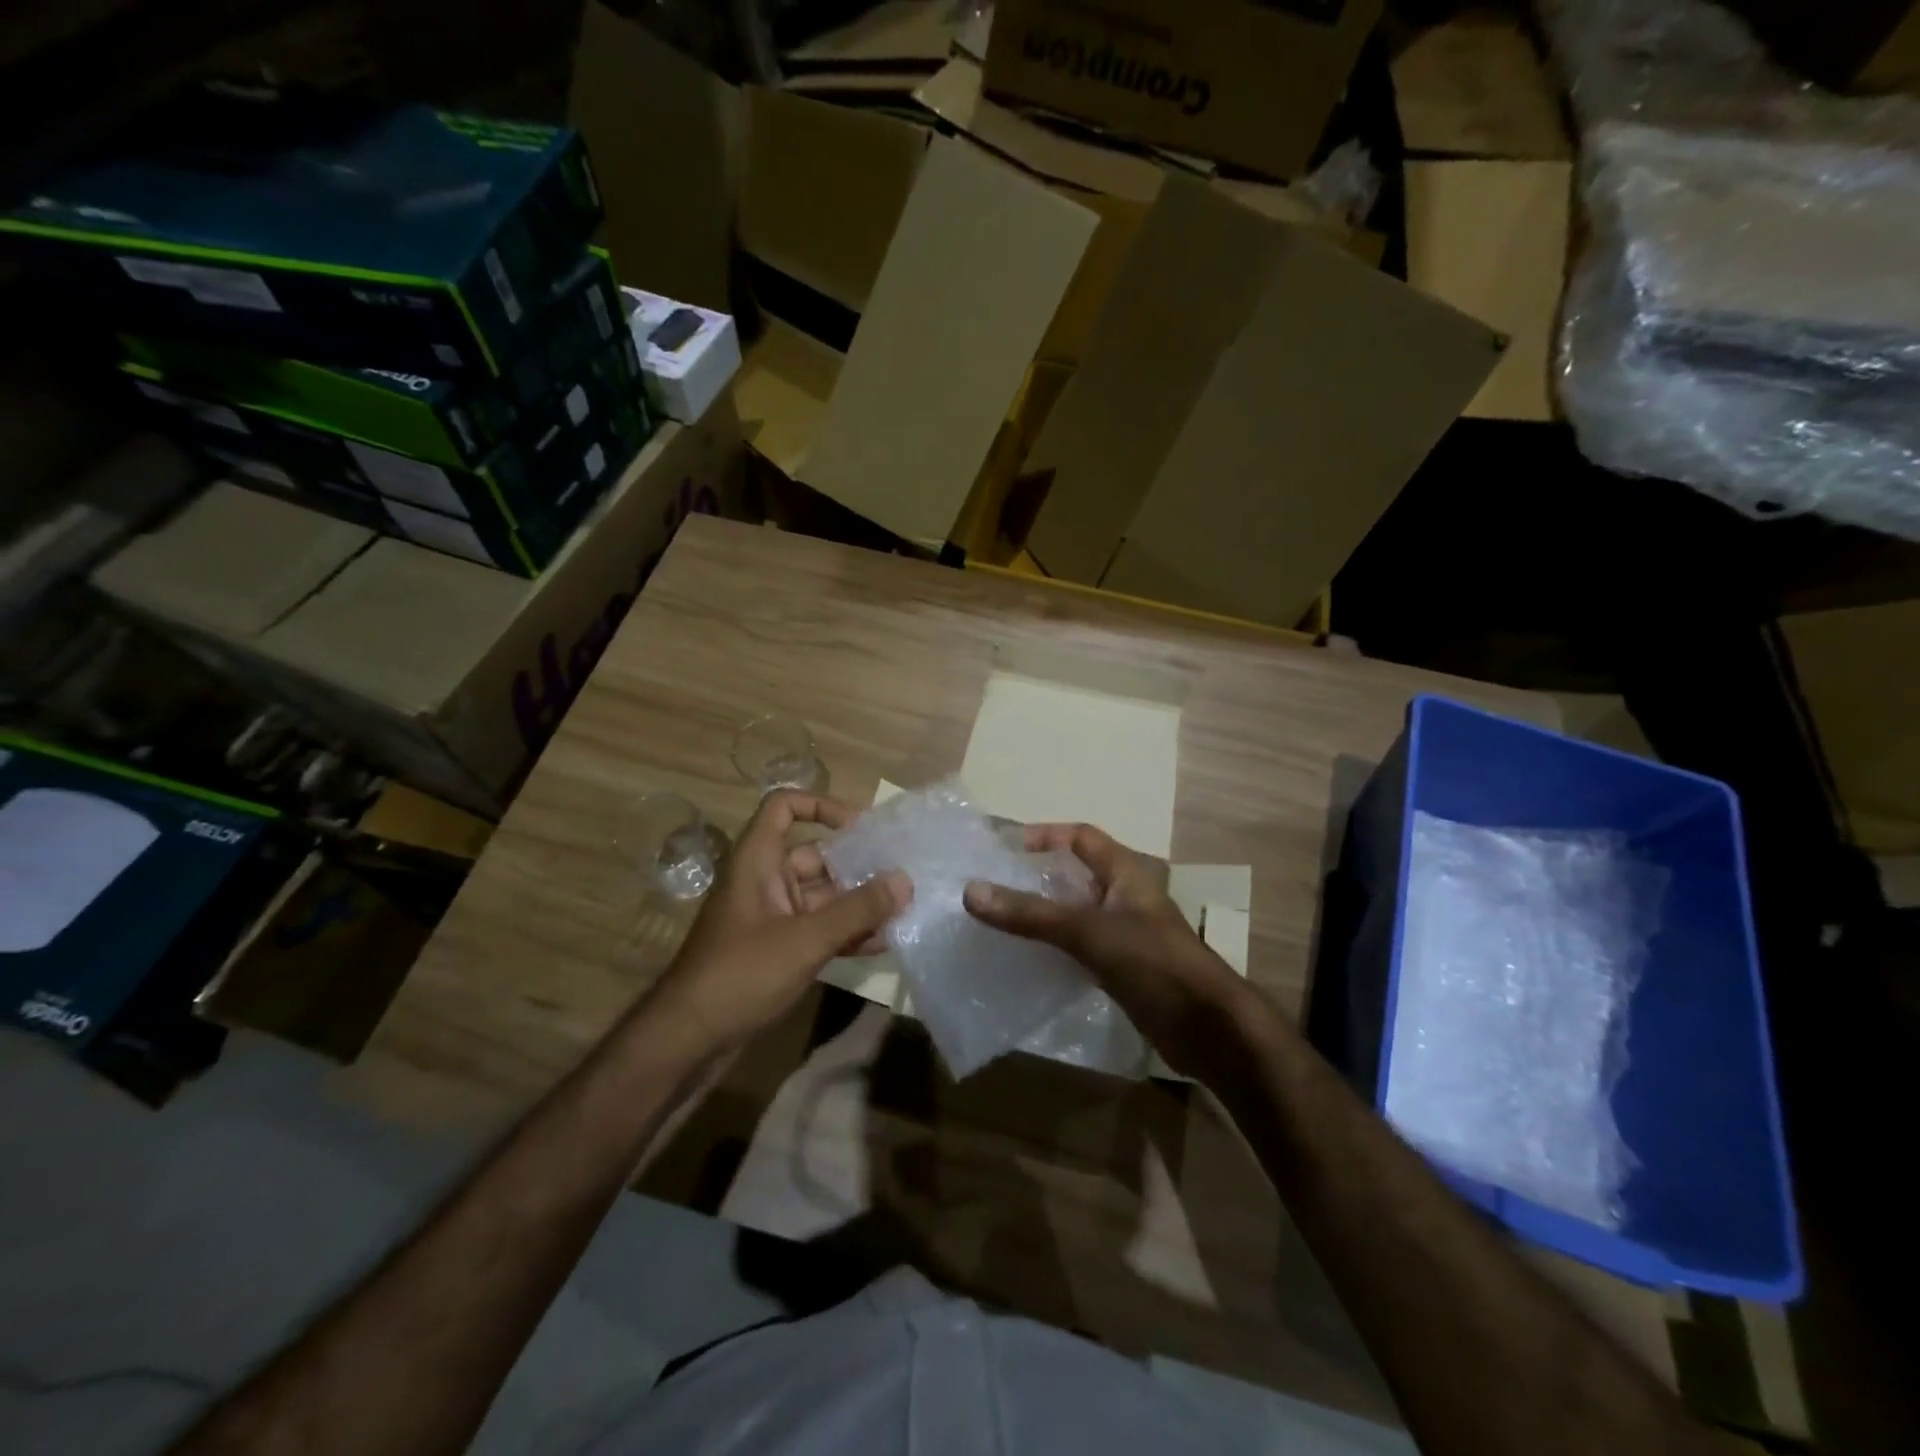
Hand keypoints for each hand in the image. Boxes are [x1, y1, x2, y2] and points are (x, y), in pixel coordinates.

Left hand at [642, 791, 908, 1055]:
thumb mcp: (805, 939)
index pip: (784, 806)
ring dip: (858, 903)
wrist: (688, 1039)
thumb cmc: (742, 973)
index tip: (862, 826)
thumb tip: (905, 880)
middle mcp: (764, 880)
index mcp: (758, 860)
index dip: (821, 805)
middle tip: (903, 874)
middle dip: (858, 865)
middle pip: (816, 856)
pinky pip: (818, 928)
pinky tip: (881, 943)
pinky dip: (845, 932)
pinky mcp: (777, 949)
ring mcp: (771, 916)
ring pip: (822, 896)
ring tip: (902, 910)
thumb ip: (858, 910)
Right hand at [963, 823, 1250, 1078]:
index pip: (1082, 837)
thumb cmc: (1153, 963)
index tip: (1008, 847)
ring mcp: (1125, 935)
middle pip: (1075, 876)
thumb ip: (1031, 914)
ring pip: (1075, 915)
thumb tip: (971, 891)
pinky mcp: (1123, 970)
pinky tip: (1027, 961)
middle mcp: (1125, 898)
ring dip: (1043, 916)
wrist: (1208, 1028)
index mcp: (1125, 874)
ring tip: (999, 922)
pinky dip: (1054, 950)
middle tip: (994, 886)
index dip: (1048, 835)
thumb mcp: (1088, 932)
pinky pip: (1080, 949)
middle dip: (1037, 878)